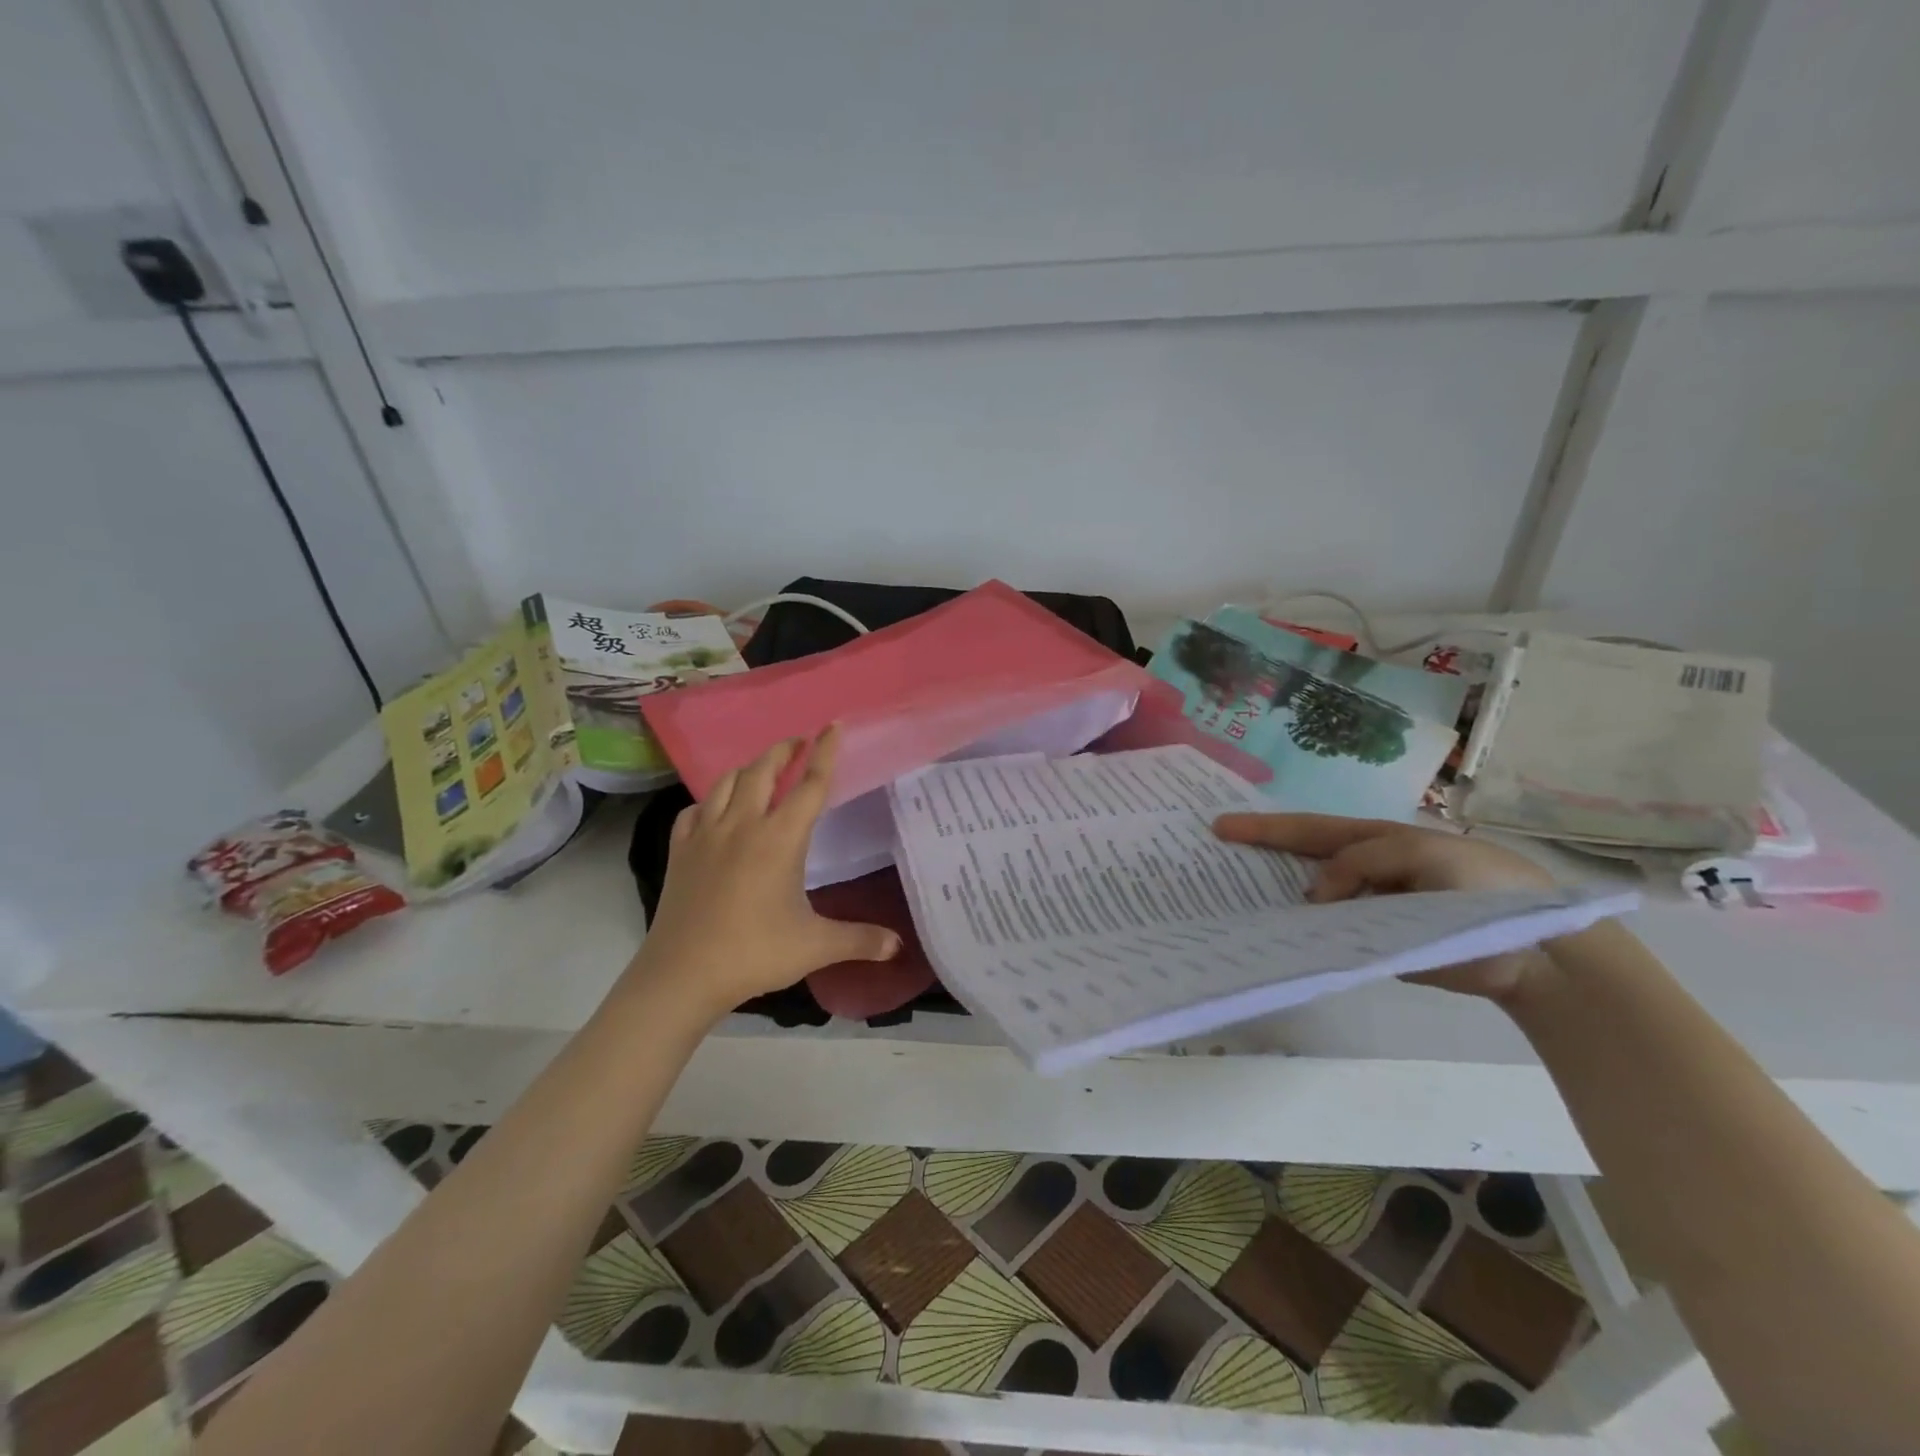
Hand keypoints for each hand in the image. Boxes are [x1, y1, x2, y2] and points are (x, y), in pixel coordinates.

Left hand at [631, 726, 900, 1018]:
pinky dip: (710, 800)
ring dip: (747, 768)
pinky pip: (695, 810)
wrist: (683, 974)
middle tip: (798, 743)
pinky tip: (715, 809)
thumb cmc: (754, 953)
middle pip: (762, 770)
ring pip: (726, 783)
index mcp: (779, 838)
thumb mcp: (815, 946)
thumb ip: (860, 940)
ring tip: (761, 769)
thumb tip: (898, 946)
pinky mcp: (680, 850)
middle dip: (783, 751)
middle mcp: (742, 825)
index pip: (810, 785)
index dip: (825, 753)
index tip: (832, 725)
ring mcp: (706, 835)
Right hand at [1212, 811, 1555, 1002]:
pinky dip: (1300, 934)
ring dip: (1274, 897)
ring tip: (1229, 899)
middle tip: (1212, 856)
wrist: (1541, 953)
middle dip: (1258, 854)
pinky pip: (1329, 936)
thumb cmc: (1485, 888)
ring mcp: (1366, 908)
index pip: (1309, 830)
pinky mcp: (1374, 945)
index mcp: (1375, 841)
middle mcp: (1363, 871)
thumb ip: (1362, 863)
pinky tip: (1273, 938)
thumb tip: (1313, 895)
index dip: (1264, 828)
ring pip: (1310, 899)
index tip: (1219, 827)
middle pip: (1300, 859)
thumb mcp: (1423, 856)